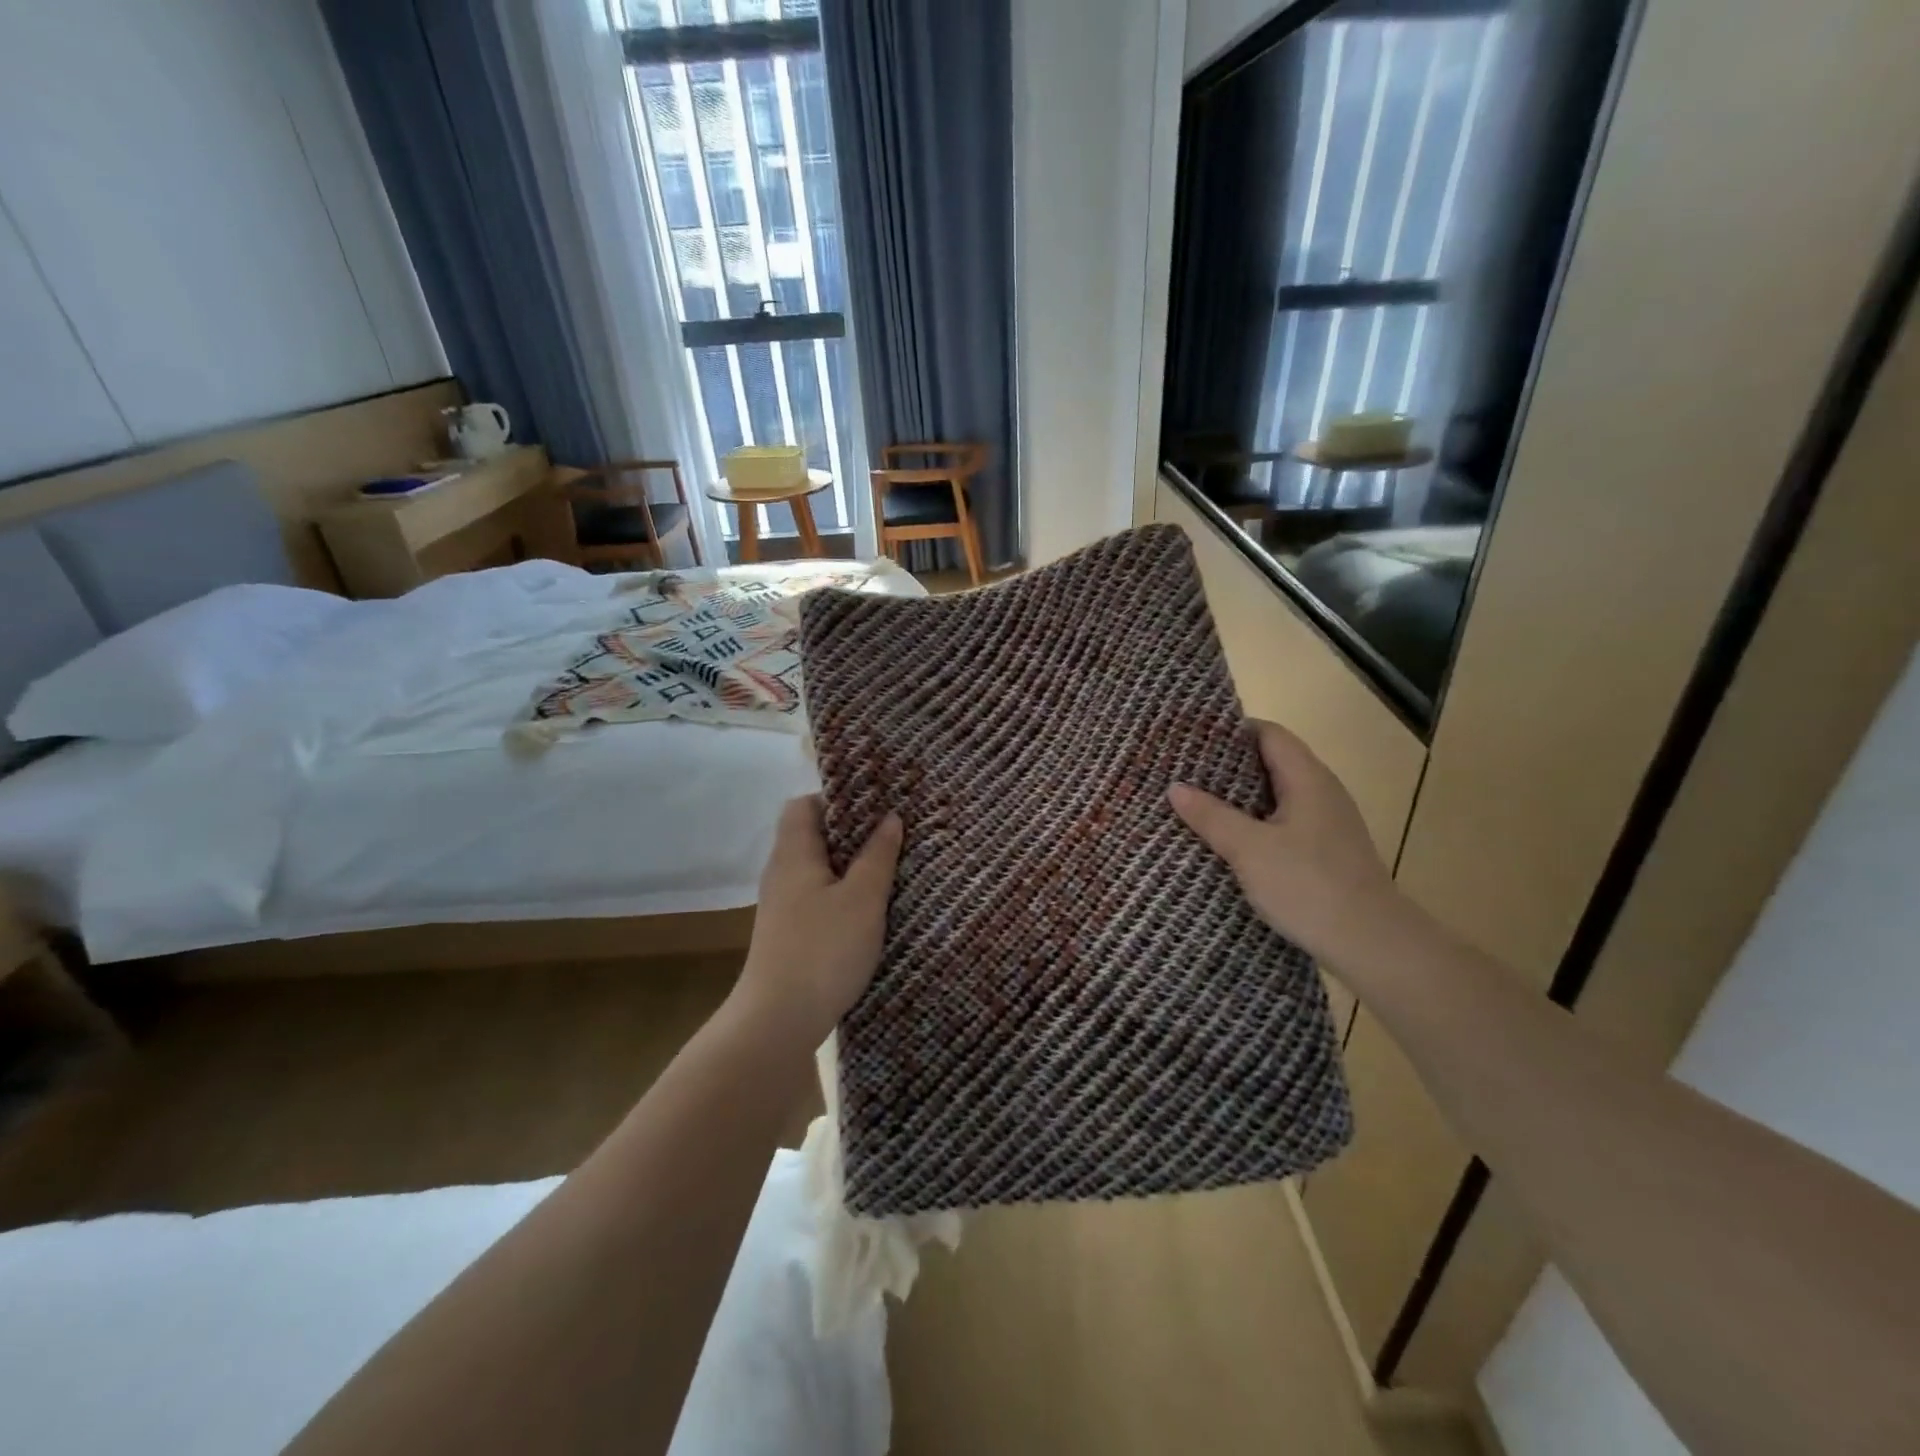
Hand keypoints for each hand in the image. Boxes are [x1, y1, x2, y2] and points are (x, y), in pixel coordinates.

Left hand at [733, 795, 902, 1042]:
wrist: (778, 1021)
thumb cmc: (824, 949)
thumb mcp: (863, 899)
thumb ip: (878, 856)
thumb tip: (890, 818)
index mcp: (794, 854)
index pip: (803, 805)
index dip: (836, 798)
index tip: (874, 805)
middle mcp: (783, 874)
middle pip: (813, 836)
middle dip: (852, 832)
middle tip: (893, 833)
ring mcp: (784, 906)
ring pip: (819, 870)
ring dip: (851, 865)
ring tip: (891, 866)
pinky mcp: (791, 934)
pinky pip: (819, 897)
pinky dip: (844, 893)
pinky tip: (871, 908)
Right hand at [1170, 719, 1400, 968]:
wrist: (1371, 943)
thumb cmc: (1308, 885)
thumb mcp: (1249, 849)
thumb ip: (1211, 815)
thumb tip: (1175, 787)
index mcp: (1308, 778)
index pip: (1269, 733)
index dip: (1232, 730)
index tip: (1193, 737)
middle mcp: (1322, 792)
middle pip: (1273, 762)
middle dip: (1229, 764)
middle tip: (1185, 770)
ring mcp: (1327, 823)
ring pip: (1277, 795)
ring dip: (1240, 796)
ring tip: (1197, 802)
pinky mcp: (1326, 852)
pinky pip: (1283, 822)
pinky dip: (1255, 822)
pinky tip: (1229, 839)